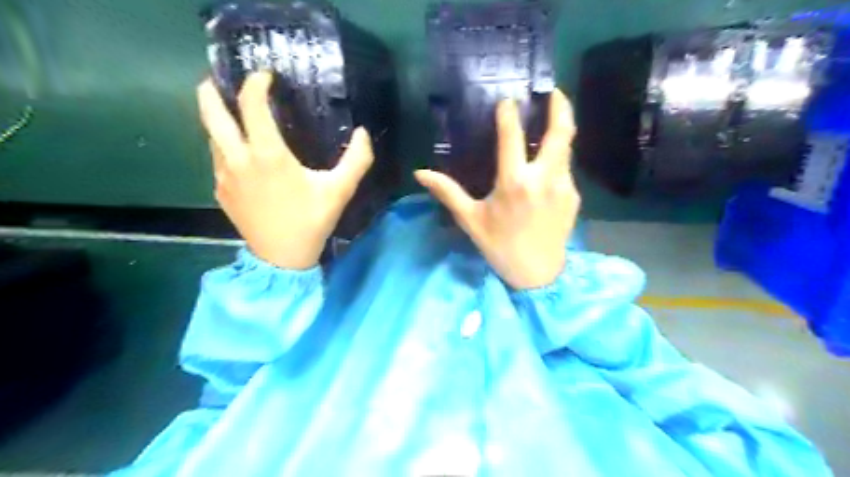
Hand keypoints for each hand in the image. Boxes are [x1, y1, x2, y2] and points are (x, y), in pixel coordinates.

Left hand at [201, 71, 372, 270]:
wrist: (282, 258)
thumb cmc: (311, 221)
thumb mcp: (340, 190)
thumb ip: (356, 160)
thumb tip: (363, 133)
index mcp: (267, 155)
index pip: (251, 104)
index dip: (256, 83)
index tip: (266, 76)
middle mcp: (238, 159)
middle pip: (210, 111)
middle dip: (212, 88)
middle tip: (224, 80)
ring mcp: (224, 175)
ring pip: (211, 135)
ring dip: (220, 119)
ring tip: (236, 115)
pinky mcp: (221, 190)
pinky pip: (217, 158)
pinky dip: (225, 145)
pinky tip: (243, 153)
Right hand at [416, 90, 581, 290]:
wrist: (537, 274)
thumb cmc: (499, 246)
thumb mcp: (471, 220)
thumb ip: (448, 192)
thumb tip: (420, 173)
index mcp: (514, 183)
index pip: (512, 136)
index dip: (509, 114)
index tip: (507, 101)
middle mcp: (544, 179)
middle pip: (560, 132)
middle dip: (560, 106)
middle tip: (552, 90)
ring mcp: (564, 186)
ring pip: (566, 148)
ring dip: (559, 131)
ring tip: (549, 120)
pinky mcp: (573, 196)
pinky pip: (565, 169)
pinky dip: (556, 158)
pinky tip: (545, 163)